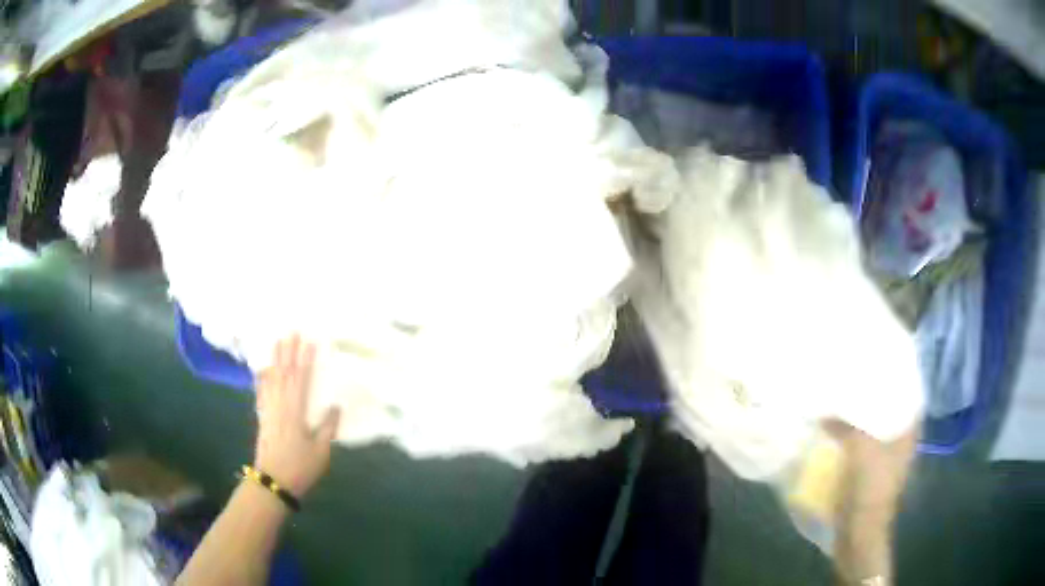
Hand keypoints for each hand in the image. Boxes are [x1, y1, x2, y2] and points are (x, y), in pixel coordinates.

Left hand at [254, 335, 340, 497]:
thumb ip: (328, 427)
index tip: (310, 341)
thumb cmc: (300, 467)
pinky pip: (261, 392)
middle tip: (291, 331)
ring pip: (271, 379)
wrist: (273, 482)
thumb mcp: (321, 451)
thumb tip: (335, 406)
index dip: (305, 359)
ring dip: (274, 359)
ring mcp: (269, 410)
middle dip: (288, 351)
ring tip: (276, 342)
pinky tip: (261, 371)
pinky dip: (261, 379)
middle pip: (284, 373)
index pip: (301, 379)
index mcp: (295, 410)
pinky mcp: (262, 418)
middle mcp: (280, 404)